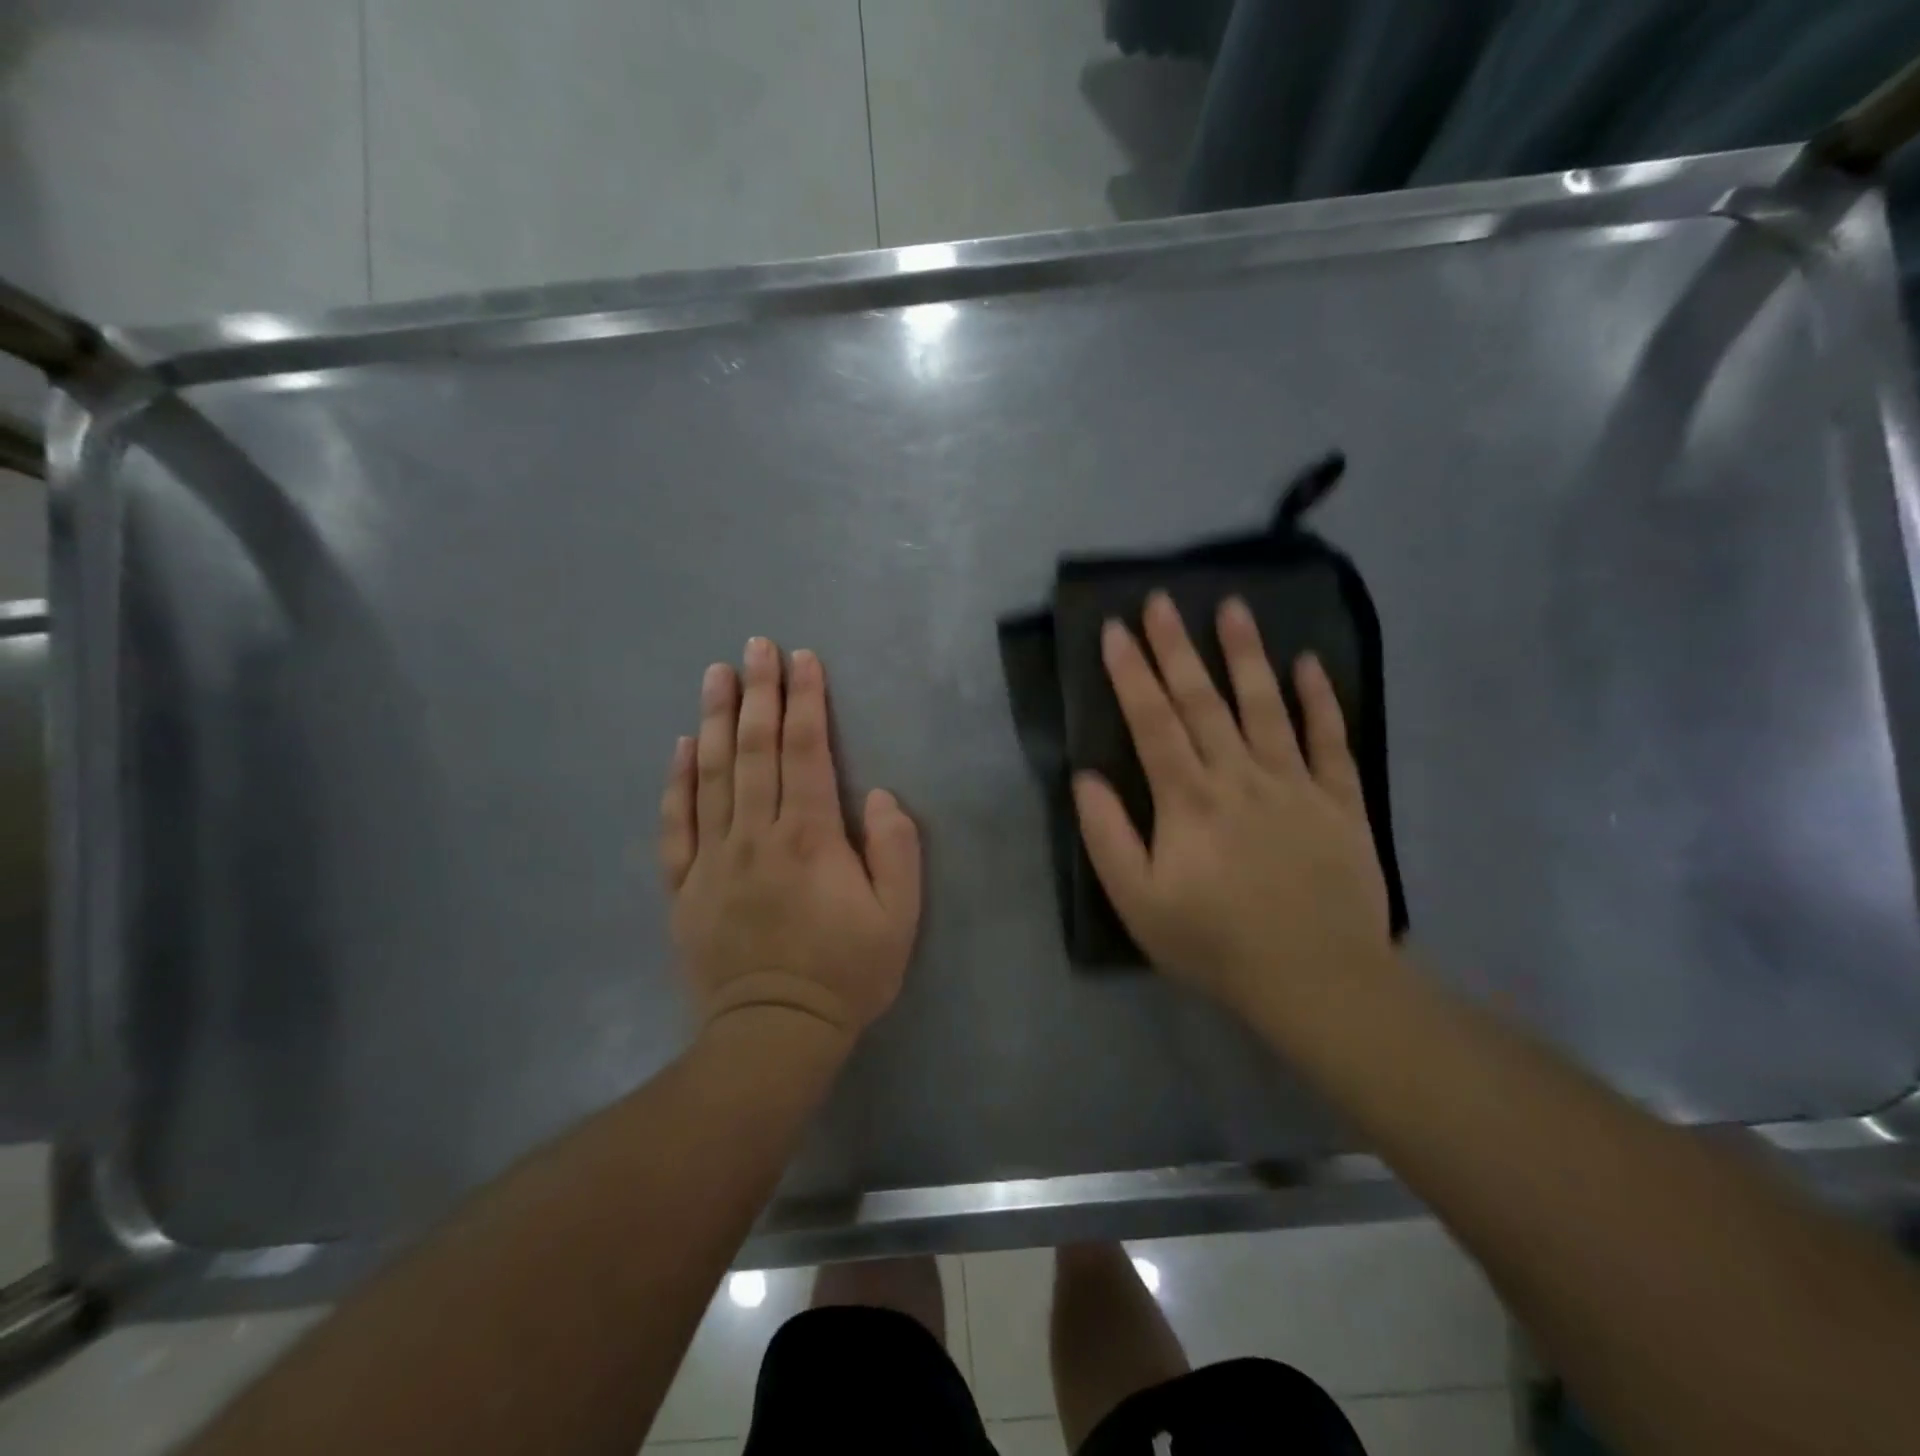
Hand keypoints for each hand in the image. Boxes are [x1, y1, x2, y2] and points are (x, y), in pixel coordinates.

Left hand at [659, 638, 921, 1045]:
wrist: (773, 1035)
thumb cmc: (845, 973)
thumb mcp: (898, 917)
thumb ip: (895, 850)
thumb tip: (875, 795)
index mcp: (809, 837)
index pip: (805, 751)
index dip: (805, 700)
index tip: (802, 659)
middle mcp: (755, 835)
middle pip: (756, 750)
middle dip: (759, 692)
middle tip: (755, 646)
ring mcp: (713, 859)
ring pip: (712, 775)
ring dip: (717, 720)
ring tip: (716, 675)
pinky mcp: (684, 886)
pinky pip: (676, 824)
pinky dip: (678, 781)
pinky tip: (682, 746)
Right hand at [1073, 592, 1391, 1023]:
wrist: (1316, 978)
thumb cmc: (1215, 942)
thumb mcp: (1138, 902)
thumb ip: (1108, 837)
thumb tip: (1086, 779)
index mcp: (1188, 799)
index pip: (1152, 721)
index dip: (1131, 673)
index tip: (1116, 630)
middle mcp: (1239, 776)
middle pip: (1203, 700)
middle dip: (1177, 647)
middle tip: (1162, 600)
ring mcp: (1294, 783)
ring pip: (1265, 705)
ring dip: (1246, 654)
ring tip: (1233, 607)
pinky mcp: (1340, 800)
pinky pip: (1330, 740)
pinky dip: (1320, 700)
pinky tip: (1310, 664)